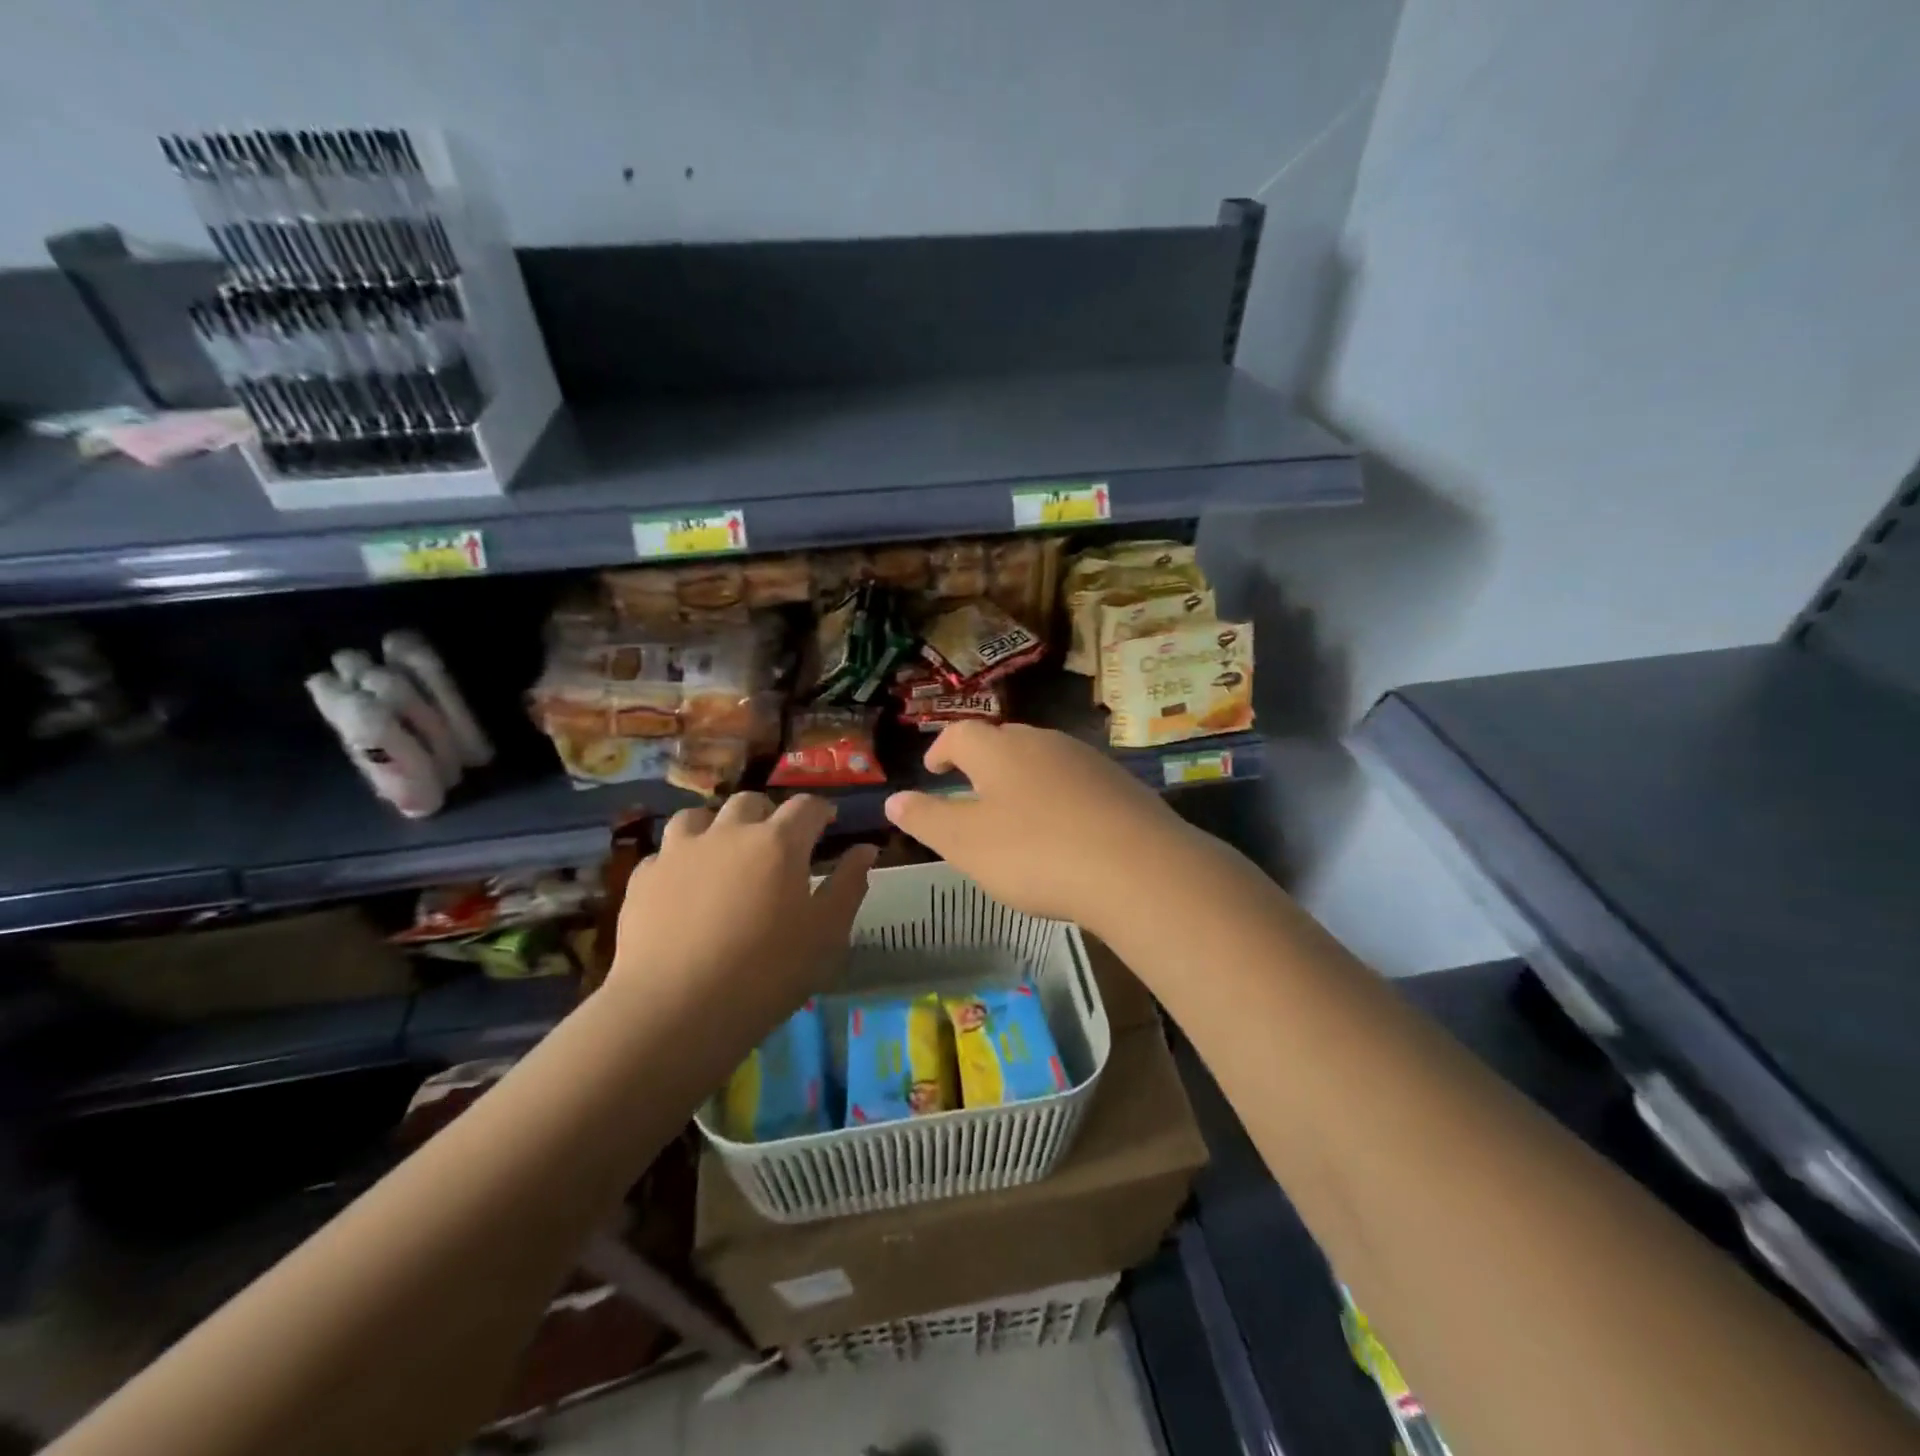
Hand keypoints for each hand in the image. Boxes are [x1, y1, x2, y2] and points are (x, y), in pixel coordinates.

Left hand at [611, 794, 876, 1010]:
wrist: (676, 1009)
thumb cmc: (768, 972)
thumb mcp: (827, 934)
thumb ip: (849, 885)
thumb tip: (865, 849)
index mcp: (779, 842)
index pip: (806, 806)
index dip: (820, 810)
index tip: (827, 823)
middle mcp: (729, 832)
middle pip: (751, 803)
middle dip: (768, 814)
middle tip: (776, 843)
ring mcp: (680, 852)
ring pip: (699, 817)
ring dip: (717, 827)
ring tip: (724, 854)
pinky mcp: (643, 878)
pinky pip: (665, 854)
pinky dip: (680, 861)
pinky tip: (683, 888)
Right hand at [883, 722, 1202, 934]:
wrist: (1138, 868)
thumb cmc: (1036, 853)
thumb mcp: (966, 843)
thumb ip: (927, 818)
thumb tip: (894, 798)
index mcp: (999, 750)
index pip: (960, 734)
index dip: (942, 748)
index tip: (934, 768)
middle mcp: (1043, 742)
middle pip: (1004, 741)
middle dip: (983, 761)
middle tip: (971, 789)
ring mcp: (1086, 760)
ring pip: (1043, 759)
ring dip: (1022, 778)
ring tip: (1015, 811)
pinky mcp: (1120, 784)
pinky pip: (1076, 781)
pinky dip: (1058, 796)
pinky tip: (1064, 829)